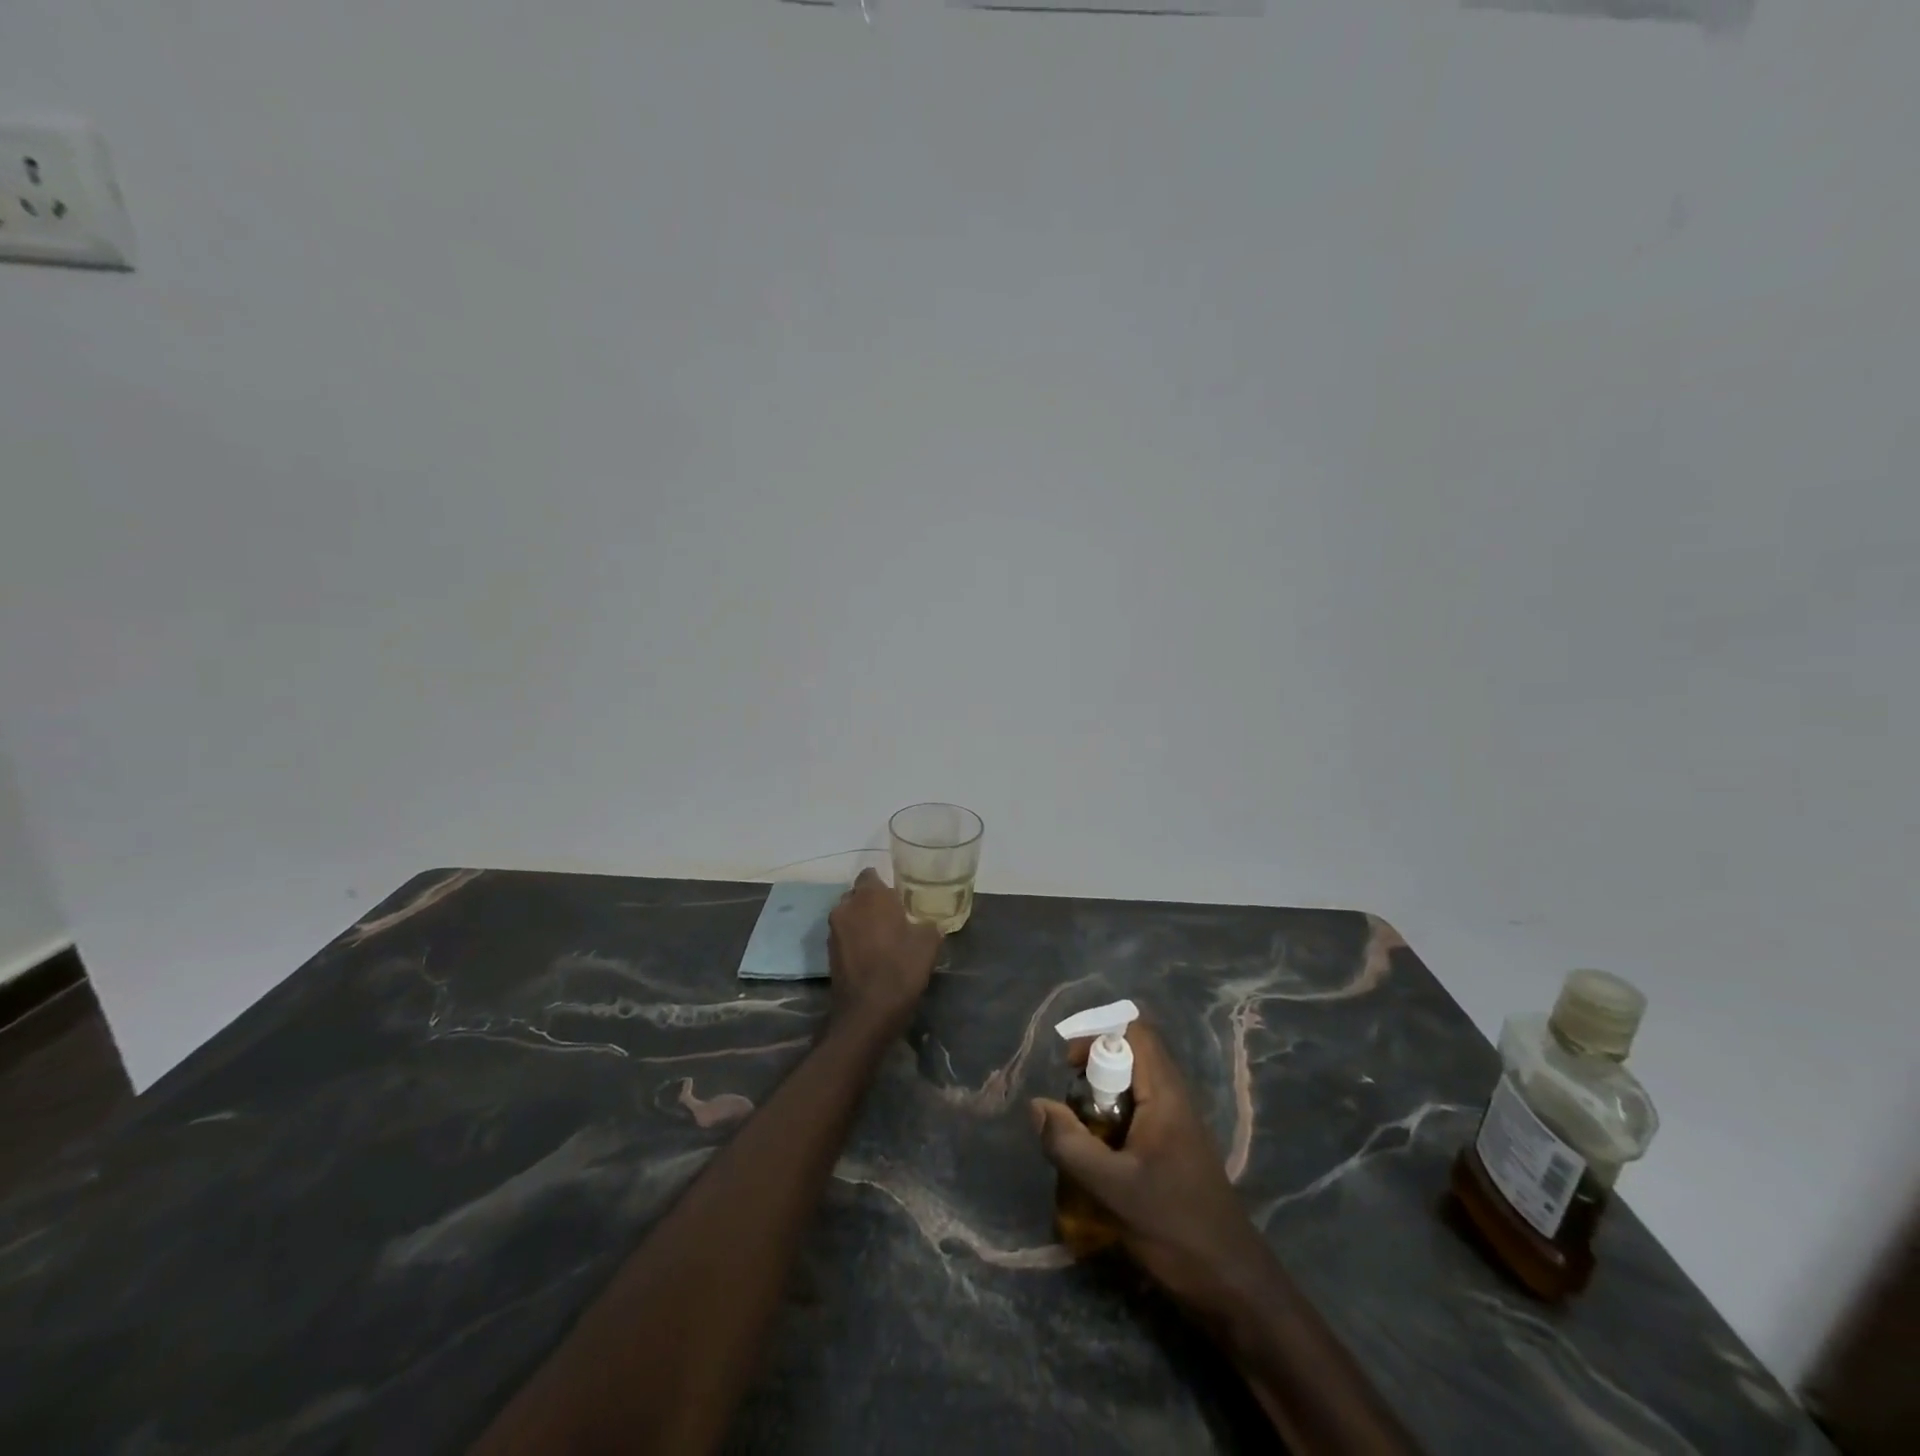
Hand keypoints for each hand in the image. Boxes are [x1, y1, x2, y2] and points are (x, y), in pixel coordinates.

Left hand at [826, 870, 938, 1042]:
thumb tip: (928, 923)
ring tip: (884, 937)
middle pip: (858, 895)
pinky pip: (844, 936)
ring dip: (862, 922)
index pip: (871, 874)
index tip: (900, 897)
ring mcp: (834, 931)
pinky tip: (873, 955)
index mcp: (870, 896)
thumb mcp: (928, 944)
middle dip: (872, 902)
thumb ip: (928, 925)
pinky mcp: (829, 953)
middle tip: (894, 916)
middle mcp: (846, 907)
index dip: (885, 884)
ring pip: (849, 915)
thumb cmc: (900, 969)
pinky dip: (855, 940)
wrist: (867, 1013)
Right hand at [1031, 1018, 1276, 1316]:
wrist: (1233, 1286)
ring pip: (1133, 1088)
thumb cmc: (1175, 1228)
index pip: (1136, 1032)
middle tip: (1072, 1106)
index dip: (1099, 1036)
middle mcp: (1174, 1099)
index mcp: (1165, 1095)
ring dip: (1102, 1101)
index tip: (1070, 1067)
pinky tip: (1100, 1160)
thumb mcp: (1113, 1188)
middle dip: (1095, 1072)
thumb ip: (1070, 1145)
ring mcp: (1178, 1126)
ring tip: (1080, 1133)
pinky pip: (1139, 1116)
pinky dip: (1114, 1124)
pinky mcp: (1176, 1151)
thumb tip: (1038, 1106)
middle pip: (1132, 1057)